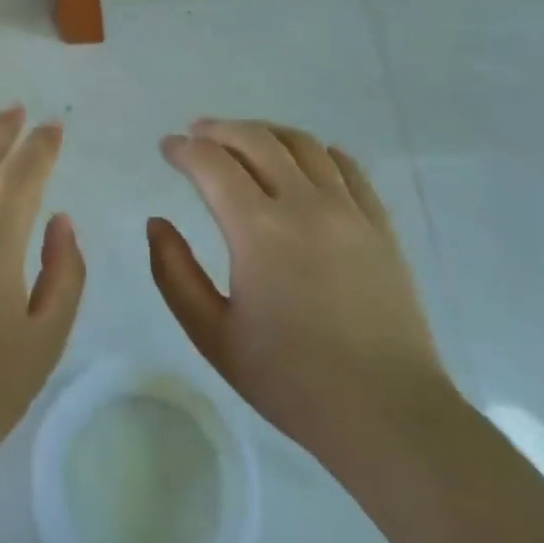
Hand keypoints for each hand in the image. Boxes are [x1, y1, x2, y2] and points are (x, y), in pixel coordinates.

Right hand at [147, 119, 448, 455]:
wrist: (385, 412)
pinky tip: (304, 159)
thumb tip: (157, 223)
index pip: (213, 165)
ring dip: (265, 133)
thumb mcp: (212, 334)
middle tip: (196, 134)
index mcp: (259, 231)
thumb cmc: (289, 379)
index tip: (167, 148)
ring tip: (243, 139)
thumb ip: (174, 273)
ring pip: (304, 145)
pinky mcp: (380, 226)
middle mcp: (306, 206)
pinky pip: (347, 168)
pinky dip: (317, 151)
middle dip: (220, 130)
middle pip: (258, 141)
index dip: (184, 150)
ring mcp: (350, 211)